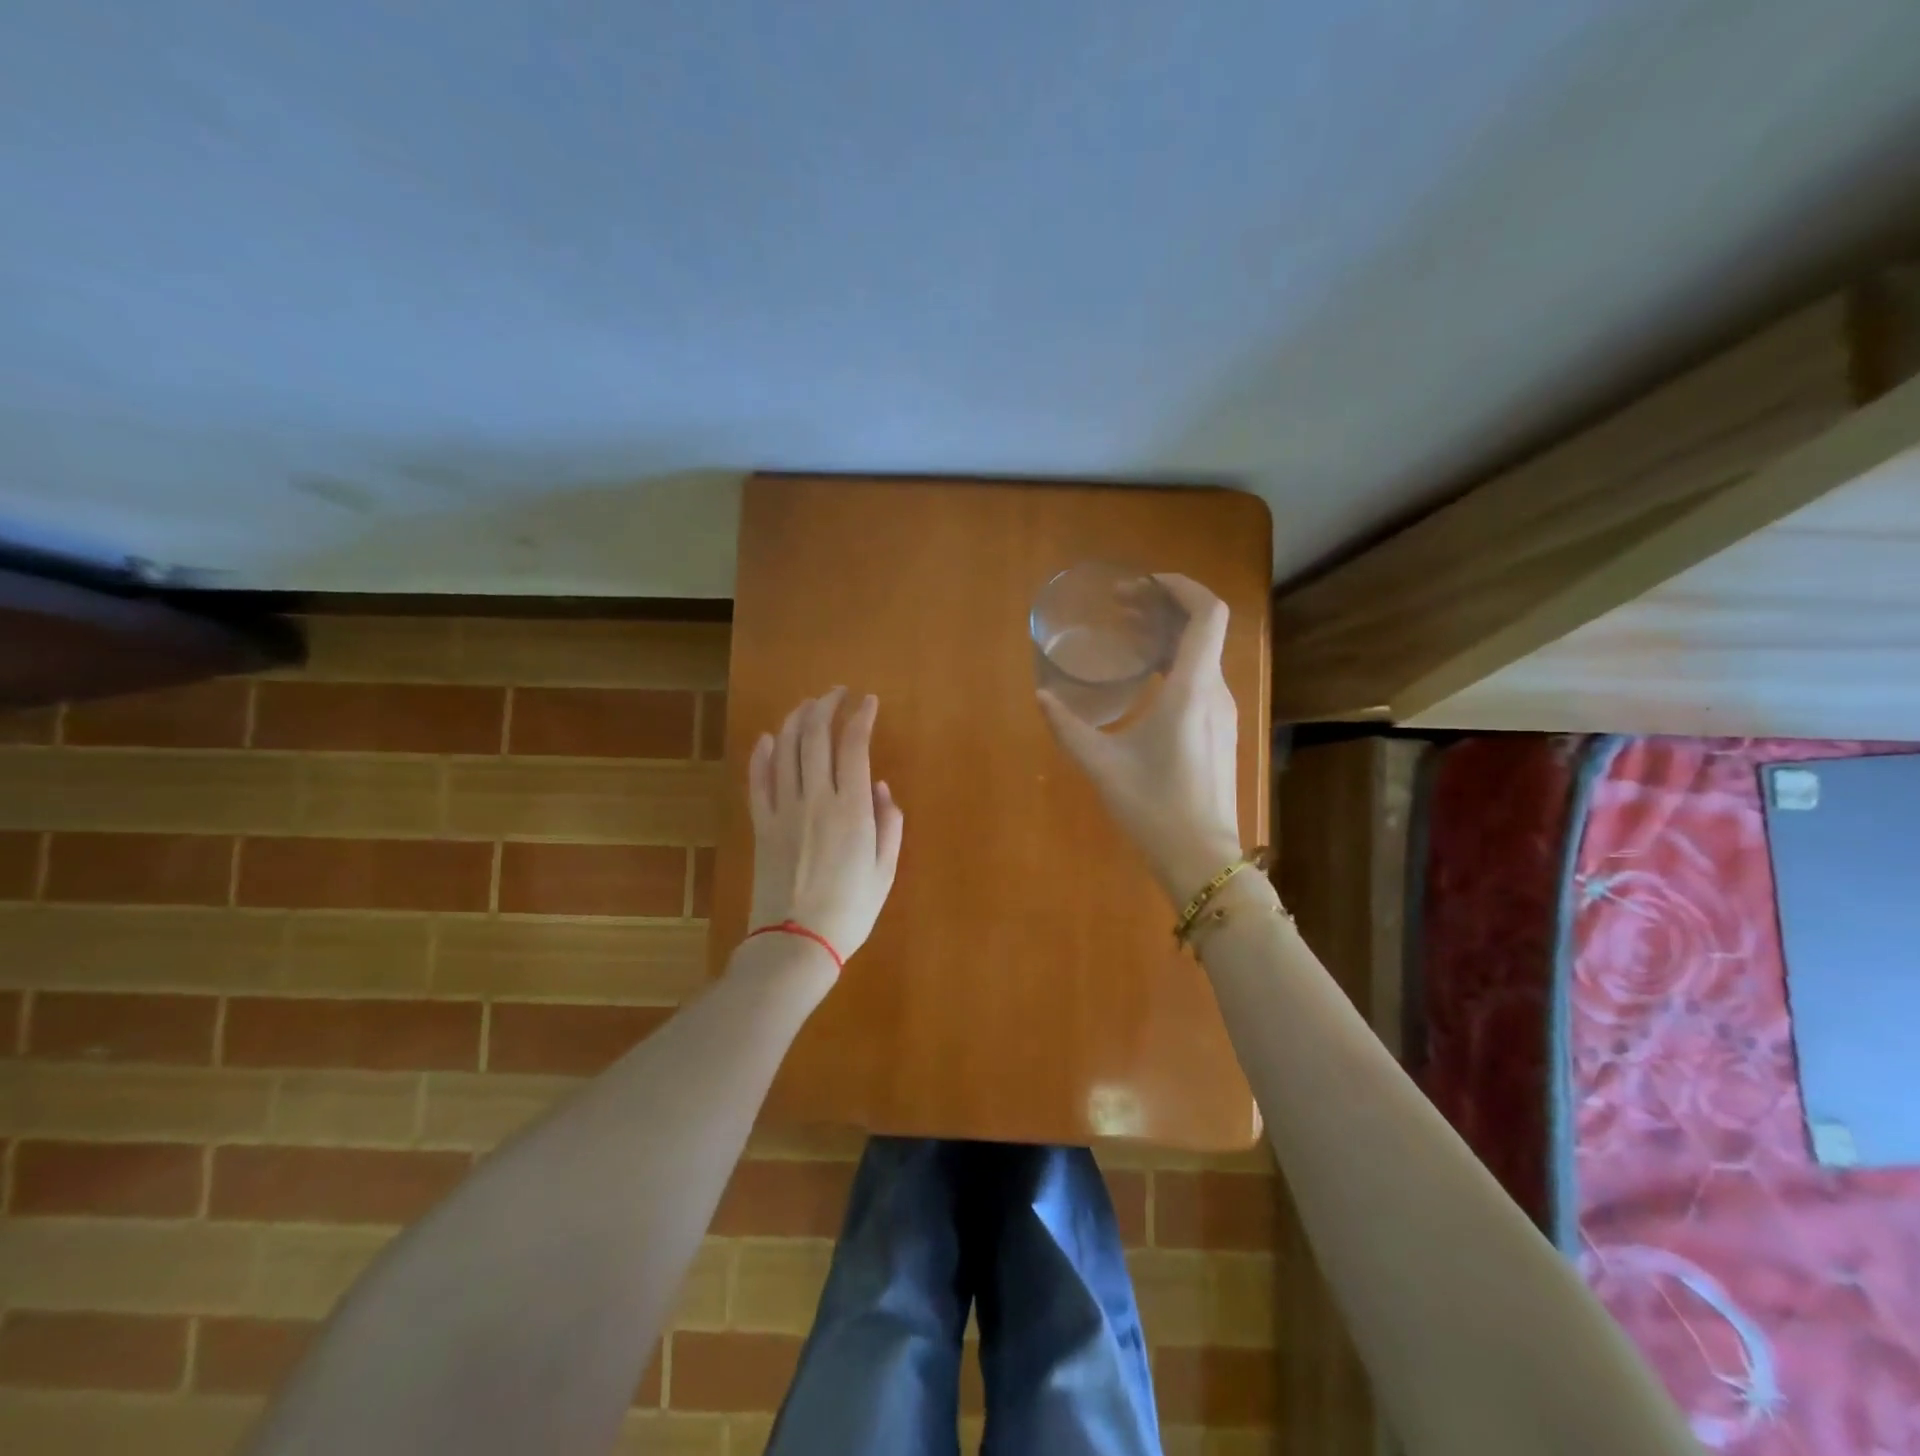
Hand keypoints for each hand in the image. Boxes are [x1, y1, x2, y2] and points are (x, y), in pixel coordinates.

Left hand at [747, 687, 904, 965]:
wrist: (796, 943)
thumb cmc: (850, 910)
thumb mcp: (885, 870)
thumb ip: (889, 824)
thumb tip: (882, 787)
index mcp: (852, 809)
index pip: (853, 745)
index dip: (861, 716)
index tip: (868, 701)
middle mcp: (815, 798)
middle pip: (815, 736)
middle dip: (826, 706)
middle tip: (837, 693)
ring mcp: (783, 809)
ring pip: (784, 749)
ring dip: (796, 720)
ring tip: (808, 705)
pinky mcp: (761, 824)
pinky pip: (757, 779)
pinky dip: (762, 753)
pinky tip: (767, 737)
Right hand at [1038, 574, 1242, 905]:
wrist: (1202, 859)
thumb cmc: (1154, 807)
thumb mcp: (1103, 765)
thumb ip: (1069, 728)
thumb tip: (1043, 698)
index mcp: (1193, 690)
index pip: (1208, 614)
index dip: (1183, 587)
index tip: (1146, 585)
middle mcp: (1216, 693)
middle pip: (1206, 630)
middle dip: (1168, 609)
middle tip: (1125, 609)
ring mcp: (1223, 715)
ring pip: (1205, 657)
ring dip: (1173, 639)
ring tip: (1131, 641)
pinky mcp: (1220, 734)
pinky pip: (1204, 682)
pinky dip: (1178, 666)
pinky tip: (1147, 685)